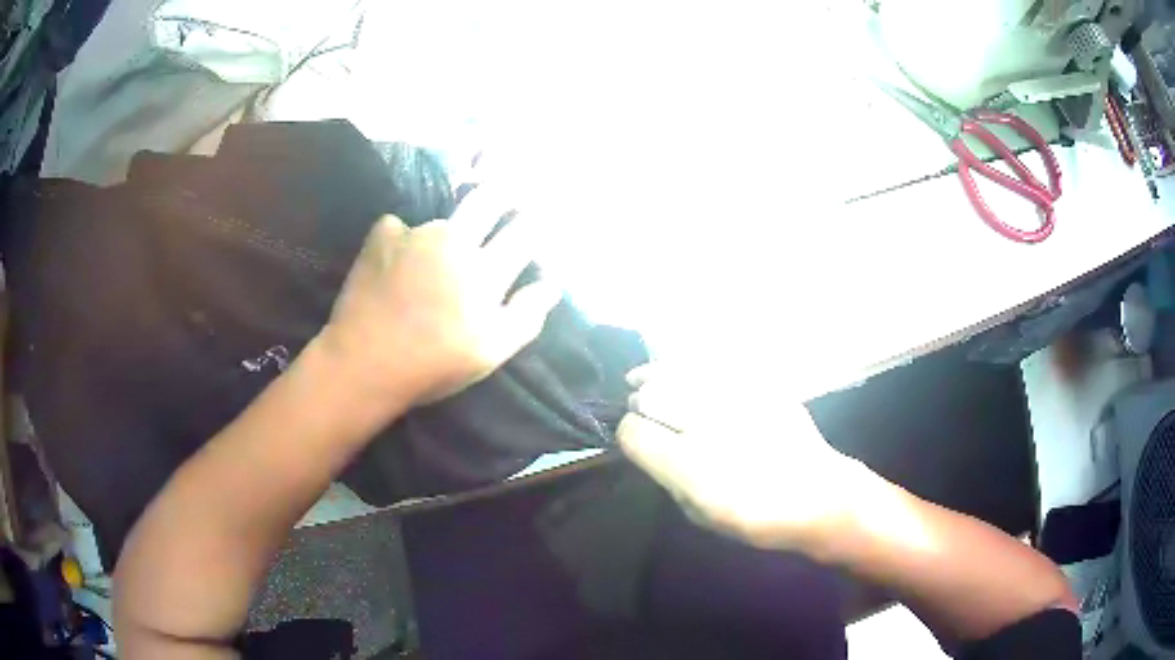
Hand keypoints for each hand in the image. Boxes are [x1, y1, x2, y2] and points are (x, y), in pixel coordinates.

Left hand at [317, 188, 559, 407]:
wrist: (364, 363)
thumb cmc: (433, 365)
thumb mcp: (490, 353)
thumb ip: (526, 316)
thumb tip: (551, 285)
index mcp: (485, 270)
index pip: (523, 232)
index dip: (535, 222)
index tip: (537, 219)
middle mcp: (455, 240)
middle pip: (488, 200)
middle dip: (503, 190)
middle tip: (507, 189)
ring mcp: (415, 233)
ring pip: (442, 221)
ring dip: (446, 233)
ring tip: (432, 259)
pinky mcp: (382, 235)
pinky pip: (401, 226)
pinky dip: (403, 240)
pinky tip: (394, 262)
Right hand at [617, 365, 865, 552]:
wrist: (817, 495)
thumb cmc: (756, 517)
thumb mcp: (700, 514)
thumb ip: (669, 479)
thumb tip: (651, 449)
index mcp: (689, 467)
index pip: (634, 432)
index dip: (627, 432)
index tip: (632, 436)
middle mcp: (707, 426)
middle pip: (652, 395)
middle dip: (639, 400)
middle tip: (639, 406)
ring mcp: (735, 399)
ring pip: (679, 371)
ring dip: (655, 374)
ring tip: (644, 377)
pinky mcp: (758, 384)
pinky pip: (712, 364)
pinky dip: (689, 366)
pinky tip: (683, 371)